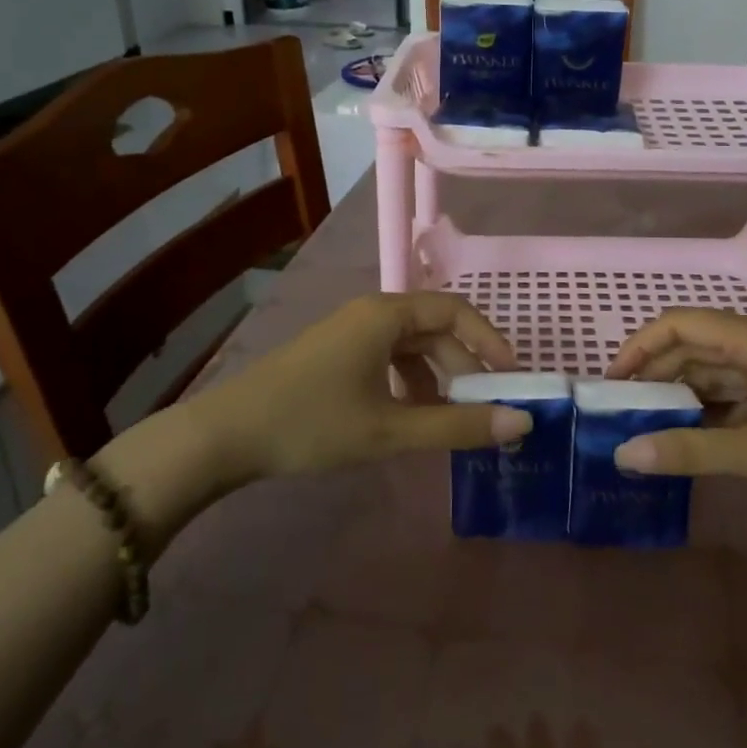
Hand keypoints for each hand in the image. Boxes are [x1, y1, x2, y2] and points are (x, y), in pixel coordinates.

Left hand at [195, 292, 530, 482]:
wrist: (224, 436)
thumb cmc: (312, 423)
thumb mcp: (390, 430)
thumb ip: (457, 426)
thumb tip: (521, 423)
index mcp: (386, 315)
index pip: (455, 311)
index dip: (489, 341)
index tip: (511, 379)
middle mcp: (371, 313)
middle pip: (434, 329)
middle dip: (463, 367)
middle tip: (483, 410)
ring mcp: (349, 333)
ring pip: (410, 347)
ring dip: (436, 379)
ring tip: (448, 420)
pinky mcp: (335, 355)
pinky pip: (387, 359)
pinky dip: (409, 384)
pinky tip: (408, 417)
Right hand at [602, 309, 746, 500]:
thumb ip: (691, 451)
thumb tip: (624, 454)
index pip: (676, 325)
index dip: (638, 348)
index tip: (611, 384)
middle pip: (693, 347)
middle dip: (656, 376)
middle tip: (624, 414)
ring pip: (715, 373)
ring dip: (682, 396)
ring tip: (650, 429)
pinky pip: (736, 395)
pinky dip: (711, 413)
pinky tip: (696, 440)